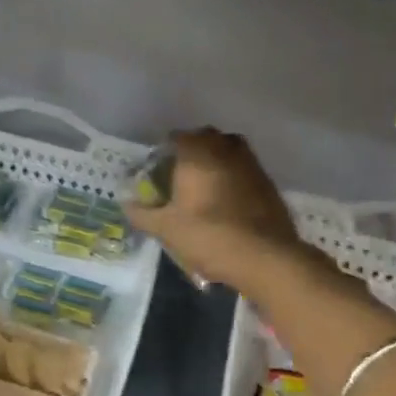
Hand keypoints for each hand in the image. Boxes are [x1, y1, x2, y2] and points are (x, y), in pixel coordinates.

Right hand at [125, 128, 304, 290]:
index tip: (158, 171)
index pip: (177, 138)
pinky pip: (245, 171)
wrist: (265, 257)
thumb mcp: (166, 229)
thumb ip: (142, 213)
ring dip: (216, 162)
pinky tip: (228, 203)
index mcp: (197, 153)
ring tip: (205, 188)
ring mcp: (251, 164)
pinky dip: (234, 179)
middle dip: (193, 152)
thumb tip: (126, 204)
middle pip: (206, 139)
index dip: (165, 152)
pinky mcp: (269, 183)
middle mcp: (225, 149)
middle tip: (181, 176)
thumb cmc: (209, 235)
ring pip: (229, 151)